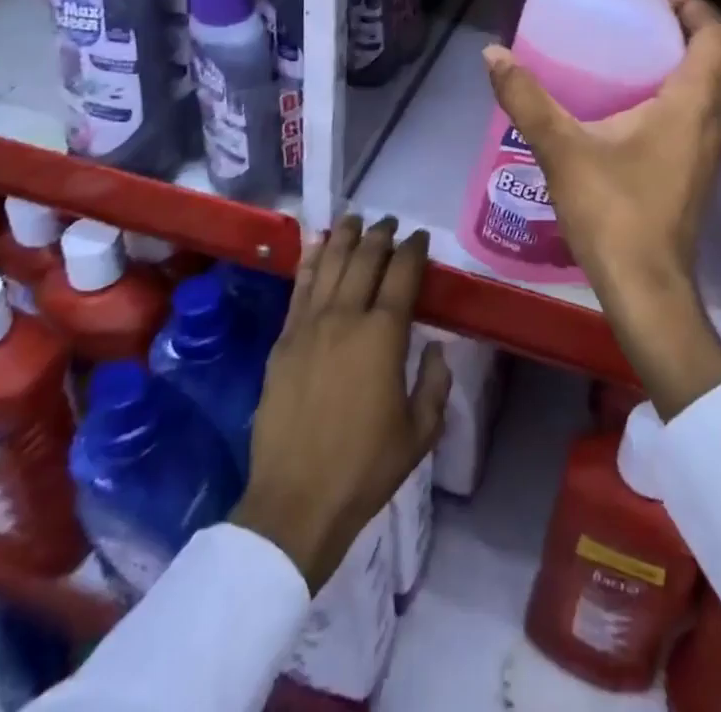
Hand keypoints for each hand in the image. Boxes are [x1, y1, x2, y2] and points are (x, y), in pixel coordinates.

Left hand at [232, 218, 449, 591]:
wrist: (296, 500)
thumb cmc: (365, 468)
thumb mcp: (420, 433)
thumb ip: (435, 384)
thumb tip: (436, 348)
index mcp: (384, 335)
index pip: (402, 275)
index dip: (413, 250)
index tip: (419, 238)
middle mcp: (347, 317)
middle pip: (365, 259)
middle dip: (381, 235)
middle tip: (390, 223)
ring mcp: (309, 325)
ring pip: (330, 264)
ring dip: (345, 237)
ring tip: (355, 219)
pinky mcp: (284, 339)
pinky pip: (299, 286)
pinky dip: (309, 259)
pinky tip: (316, 244)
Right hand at [483, 0, 720, 417]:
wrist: (646, 288)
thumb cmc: (614, 212)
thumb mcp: (563, 149)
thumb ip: (526, 99)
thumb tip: (493, 54)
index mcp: (693, 101)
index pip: (715, 30)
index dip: (688, 1)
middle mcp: (714, 117)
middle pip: (712, 52)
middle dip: (677, 24)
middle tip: (628, 14)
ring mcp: (710, 146)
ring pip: (706, 83)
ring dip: (676, 58)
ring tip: (624, 50)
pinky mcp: (697, 167)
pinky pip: (695, 110)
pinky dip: (671, 89)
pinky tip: (625, 103)